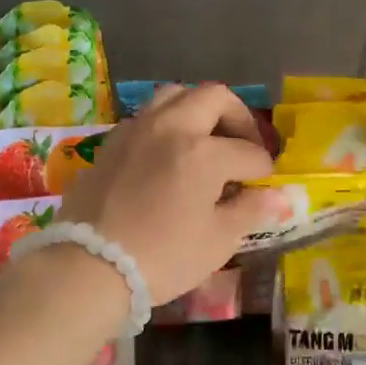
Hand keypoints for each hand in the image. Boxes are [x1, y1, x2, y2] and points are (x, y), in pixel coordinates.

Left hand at [52, 84, 279, 304]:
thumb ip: (250, 211)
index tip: (265, 184)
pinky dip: (167, 125)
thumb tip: (277, 197)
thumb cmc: (162, 258)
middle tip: (244, 146)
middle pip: (214, 97)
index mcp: (203, 152)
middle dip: (238, 117)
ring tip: (206, 140)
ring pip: (174, 96)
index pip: (248, 152)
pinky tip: (168, 155)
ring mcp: (136, 130)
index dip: (263, 169)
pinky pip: (146, 117)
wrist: (88, 268)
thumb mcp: (217, 241)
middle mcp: (171, 127)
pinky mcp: (111, 143)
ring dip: (198, 110)